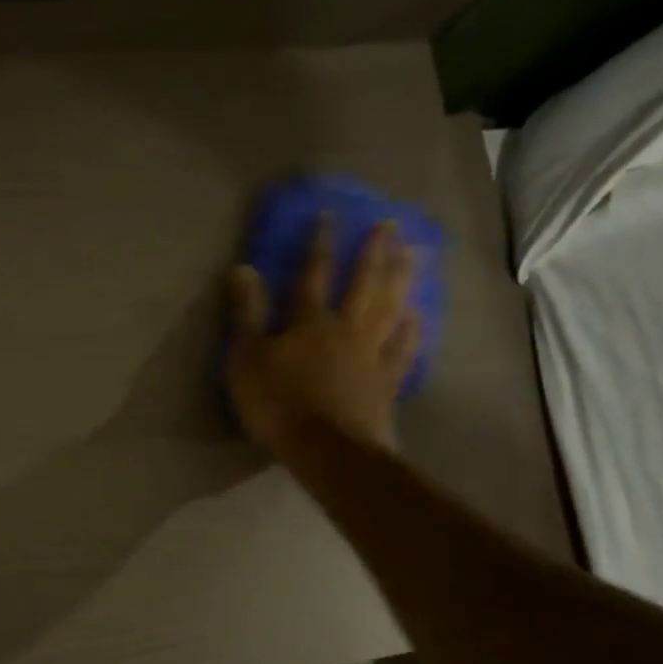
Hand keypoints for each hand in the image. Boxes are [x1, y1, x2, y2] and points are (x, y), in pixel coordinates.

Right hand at [224, 219, 419, 455]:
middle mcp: (345, 328)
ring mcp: (370, 354)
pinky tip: (419, 314)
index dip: (319, 244)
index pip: (312, 274)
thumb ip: (246, 314)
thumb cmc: (278, 404)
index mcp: (308, 322)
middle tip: (390, 223)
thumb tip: (242, 268)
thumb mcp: (246, 359)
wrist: (326, 449)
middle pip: (364, 283)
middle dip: (374, 252)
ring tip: (415, 253)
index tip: (329, 215)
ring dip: (402, 279)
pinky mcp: (385, 381)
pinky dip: (412, 330)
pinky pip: (403, 349)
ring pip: (390, 308)